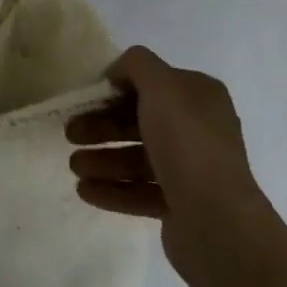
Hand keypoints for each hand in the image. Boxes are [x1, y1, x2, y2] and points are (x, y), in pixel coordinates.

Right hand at [66, 46, 273, 273]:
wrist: (217, 222)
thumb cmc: (186, 142)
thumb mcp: (160, 84)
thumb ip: (137, 64)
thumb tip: (119, 71)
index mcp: (200, 96)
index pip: (154, 83)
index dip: (119, 87)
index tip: (89, 96)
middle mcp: (198, 129)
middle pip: (141, 121)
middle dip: (103, 126)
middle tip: (70, 133)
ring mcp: (191, 171)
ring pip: (138, 158)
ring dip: (103, 159)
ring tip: (74, 166)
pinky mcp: (181, 207)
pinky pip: (140, 192)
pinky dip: (113, 189)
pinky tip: (85, 191)